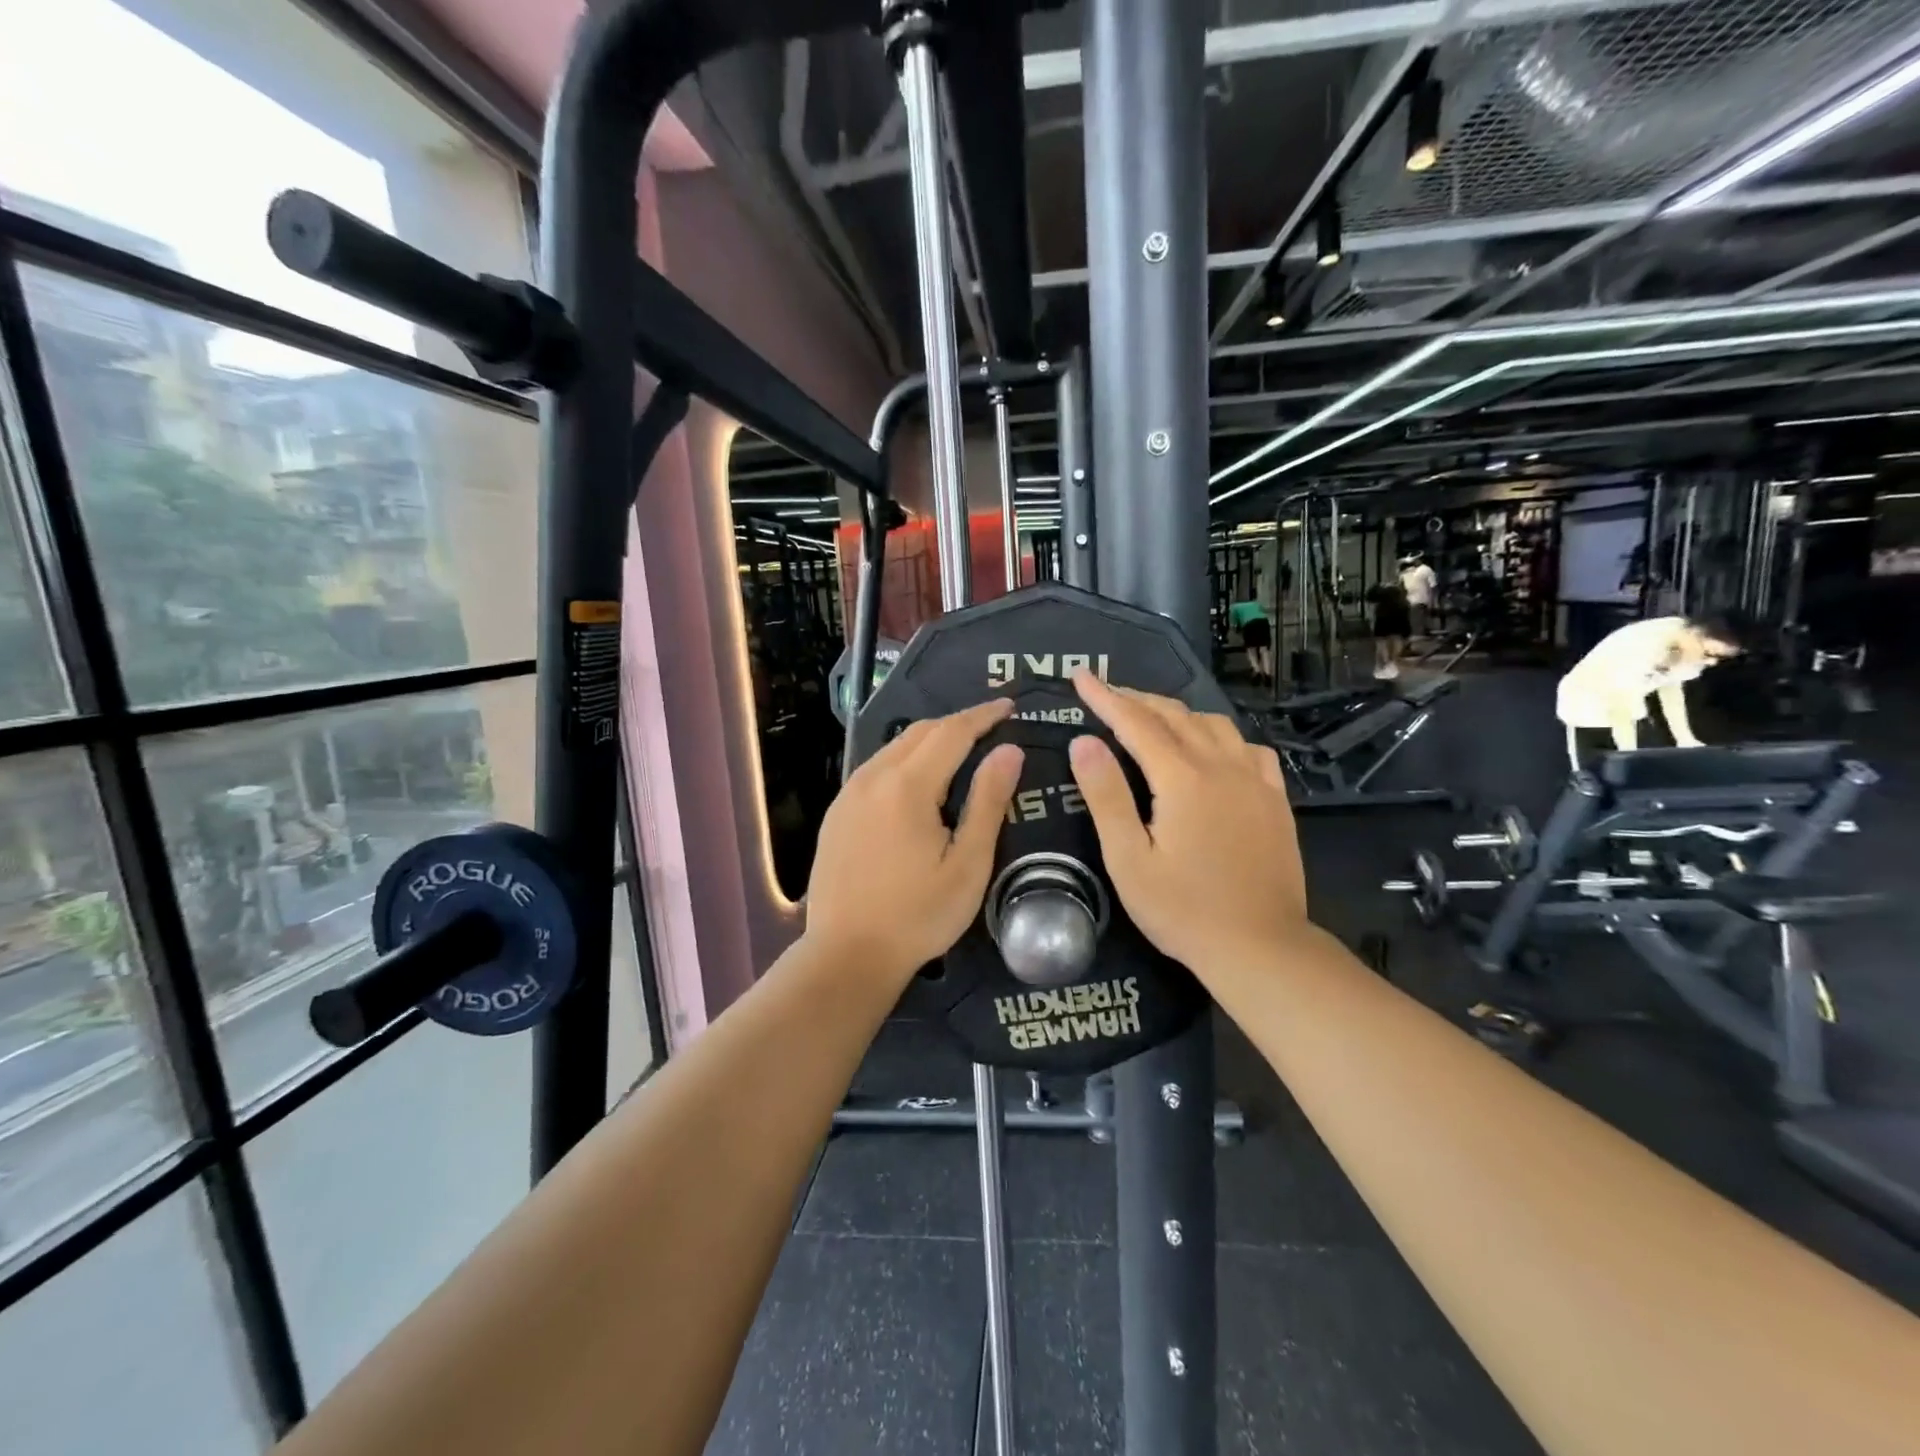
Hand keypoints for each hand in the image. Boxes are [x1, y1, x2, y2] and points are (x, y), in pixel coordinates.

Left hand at [806, 698, 1024, 981]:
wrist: (846, 955)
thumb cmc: (917, 915)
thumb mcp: (968, 864)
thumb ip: (988, 802)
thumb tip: (1009, 751)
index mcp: (907, 786)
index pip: (952, 731)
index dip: (983, 715)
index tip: (1009, 706)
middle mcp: (872, 778)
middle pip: (921, 732)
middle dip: (958, 723)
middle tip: (991, 726)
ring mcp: (849, 794)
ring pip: (894, 748)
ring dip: (930, 740)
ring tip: (961, 749)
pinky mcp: (837, 813)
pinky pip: (876, 769)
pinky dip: (905, 760)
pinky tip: (919, 780)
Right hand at [1067, 672, 1307, 971]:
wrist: (1260, 947)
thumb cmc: (1183, 910)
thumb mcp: (1129, 858)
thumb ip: (1106, 796)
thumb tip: (1083, 743)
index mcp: (1183, 779)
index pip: (1136, 722)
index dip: (1105, 697)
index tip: (1081, 676)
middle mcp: (1222, 767)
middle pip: (1176, 716)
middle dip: (1137, 699)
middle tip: (1106, 693)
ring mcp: (1255, 782)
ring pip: (1214, 725)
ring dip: (1178, 713)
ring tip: (1152, 717)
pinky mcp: (1275, 800)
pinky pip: (1248, 748)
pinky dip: (1221, 736)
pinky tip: (1214, 748)